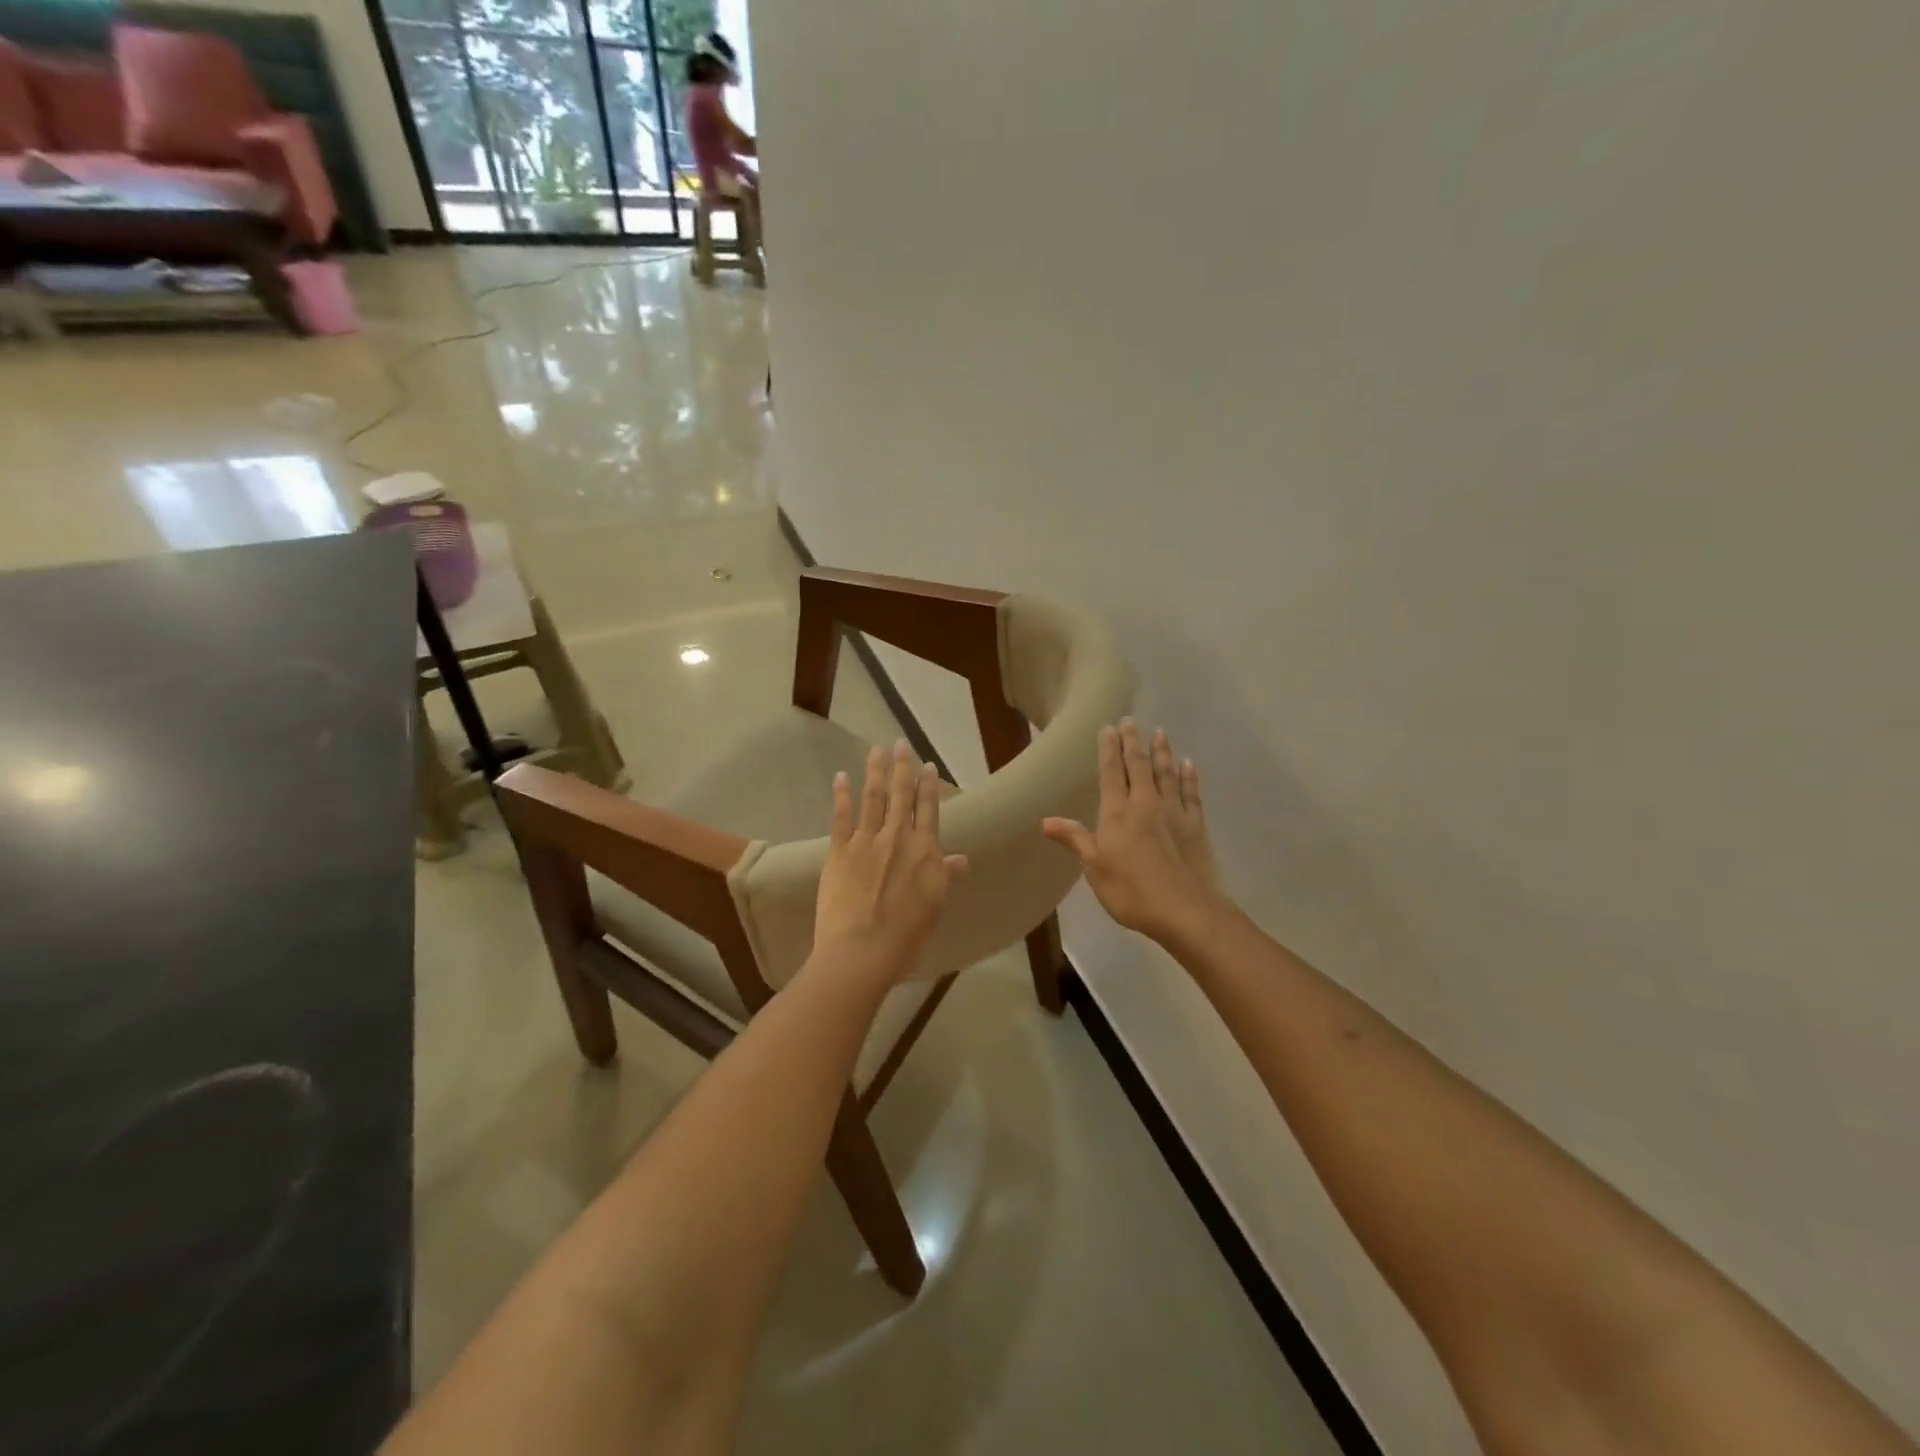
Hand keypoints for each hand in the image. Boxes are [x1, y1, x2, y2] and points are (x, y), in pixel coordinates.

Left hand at [812, 740, 968, 980]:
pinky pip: (840, 817)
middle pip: (901, 795)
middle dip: (901, 768)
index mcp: (925, 851)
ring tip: (876, 750)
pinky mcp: (839, 852)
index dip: (928, 786)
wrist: (862, 951)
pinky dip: (841, 795)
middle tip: (899, 744)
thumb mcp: (935, 907)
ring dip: (875, 772)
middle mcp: (897, 838)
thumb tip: (961, 857)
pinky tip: (841, 777)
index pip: (928, 810)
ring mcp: (866, 842)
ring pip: (873, 798)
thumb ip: (945, 877)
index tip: (927, 765)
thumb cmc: (906, 937)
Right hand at [1042, 721, 1227, 944]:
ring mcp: (1174, 812)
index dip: (1108, 750)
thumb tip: (1046, 820)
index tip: (1108, 728)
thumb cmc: (1132, 892)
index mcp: (1118, 813)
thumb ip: (1075, 839)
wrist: (1186, 910)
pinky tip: (1188, 764)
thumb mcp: (1095, 868)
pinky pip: (1191, 793)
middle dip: (1133, 742)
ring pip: (1166, 773)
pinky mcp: (1195, 825)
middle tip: (1130, 721)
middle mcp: (1145, 804)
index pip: (1111, 773)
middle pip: (1139, 766)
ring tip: (1160, 732)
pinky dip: (1188, 777)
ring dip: (1162, 752)